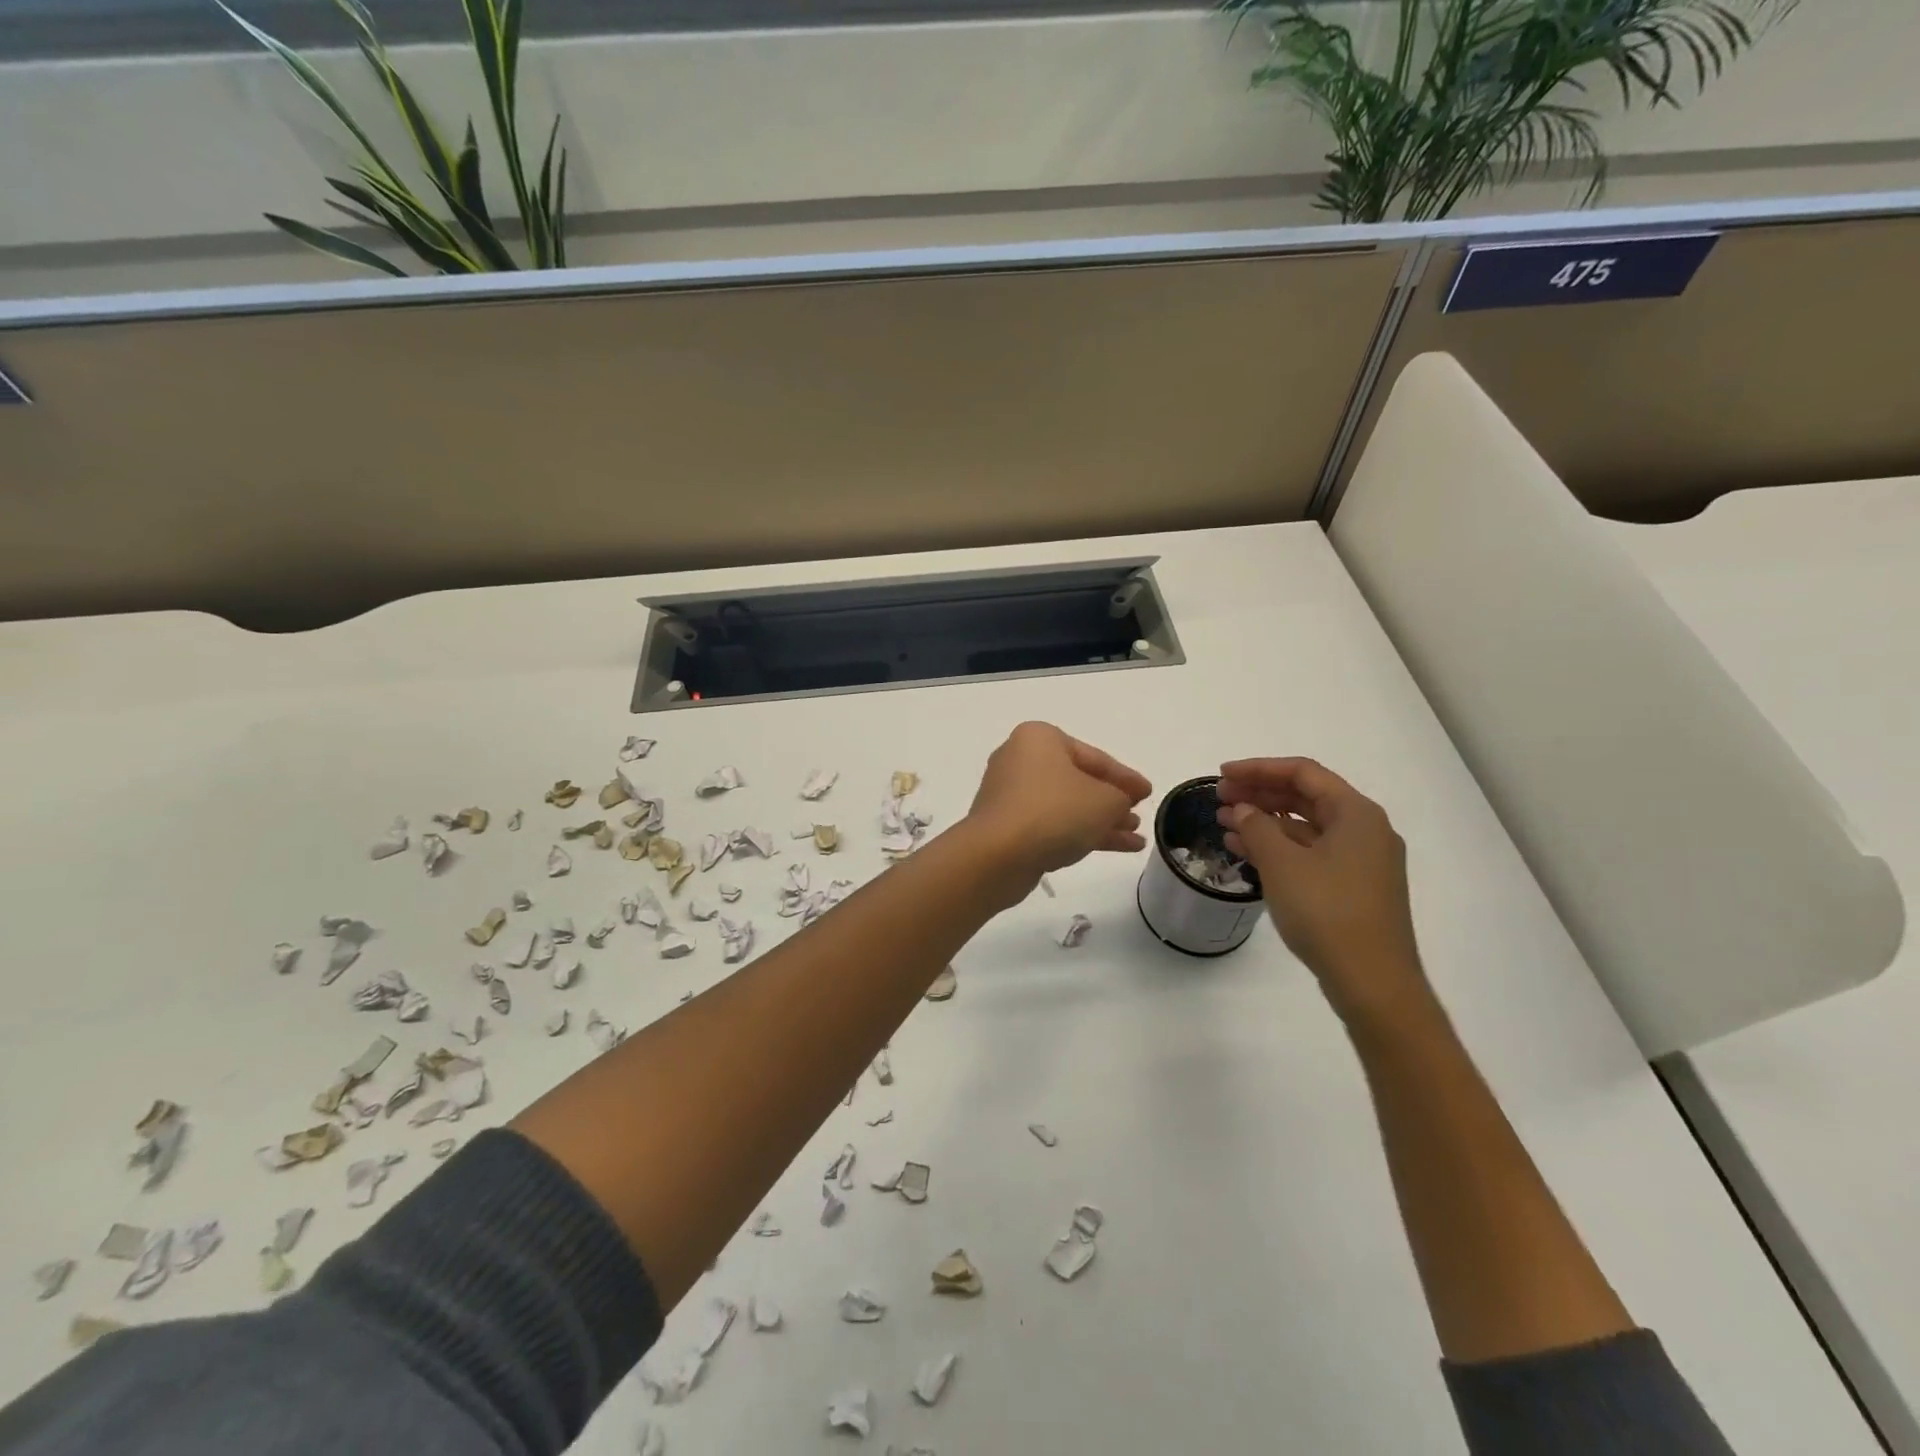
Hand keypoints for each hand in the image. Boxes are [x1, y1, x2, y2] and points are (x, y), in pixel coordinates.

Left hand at [967, 722, 1150, 883]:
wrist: (997, 855)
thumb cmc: (1054, 812)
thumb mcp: (1104, 801)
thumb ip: (1121, 797)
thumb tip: (1118, 804)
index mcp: (1040, 739)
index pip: (1094, 756)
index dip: (1125, 777)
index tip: (1148, 792)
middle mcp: (1020, 759)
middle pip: (1078, 780)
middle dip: (1111, 801)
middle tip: (1137, 815)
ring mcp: (1010, 794)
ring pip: (1066, 805)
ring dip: (1100, 821)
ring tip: (1134, 839)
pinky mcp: (1006, 825)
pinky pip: (1050, 824)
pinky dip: (1079, 833)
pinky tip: (1112, 848)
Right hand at [1217, 757, 1427, 1023]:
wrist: (1372, 982)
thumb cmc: (1327, 912)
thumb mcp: (1283, 864)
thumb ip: (1257, 828)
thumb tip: (1244, 809)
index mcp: (1356, 814)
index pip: (1303, 773)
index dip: (1258, 769)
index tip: (1222, 775)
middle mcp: (1364, 829)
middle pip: (1305, 797)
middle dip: (1259, 794)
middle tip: (1219, 797)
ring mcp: (1360, 860)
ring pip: (1305, 826)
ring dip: (1264, 820)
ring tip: (1223, 822)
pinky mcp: (1351, 886)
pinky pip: (1309, 852)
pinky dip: (1278, 846)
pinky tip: (1244, 850)